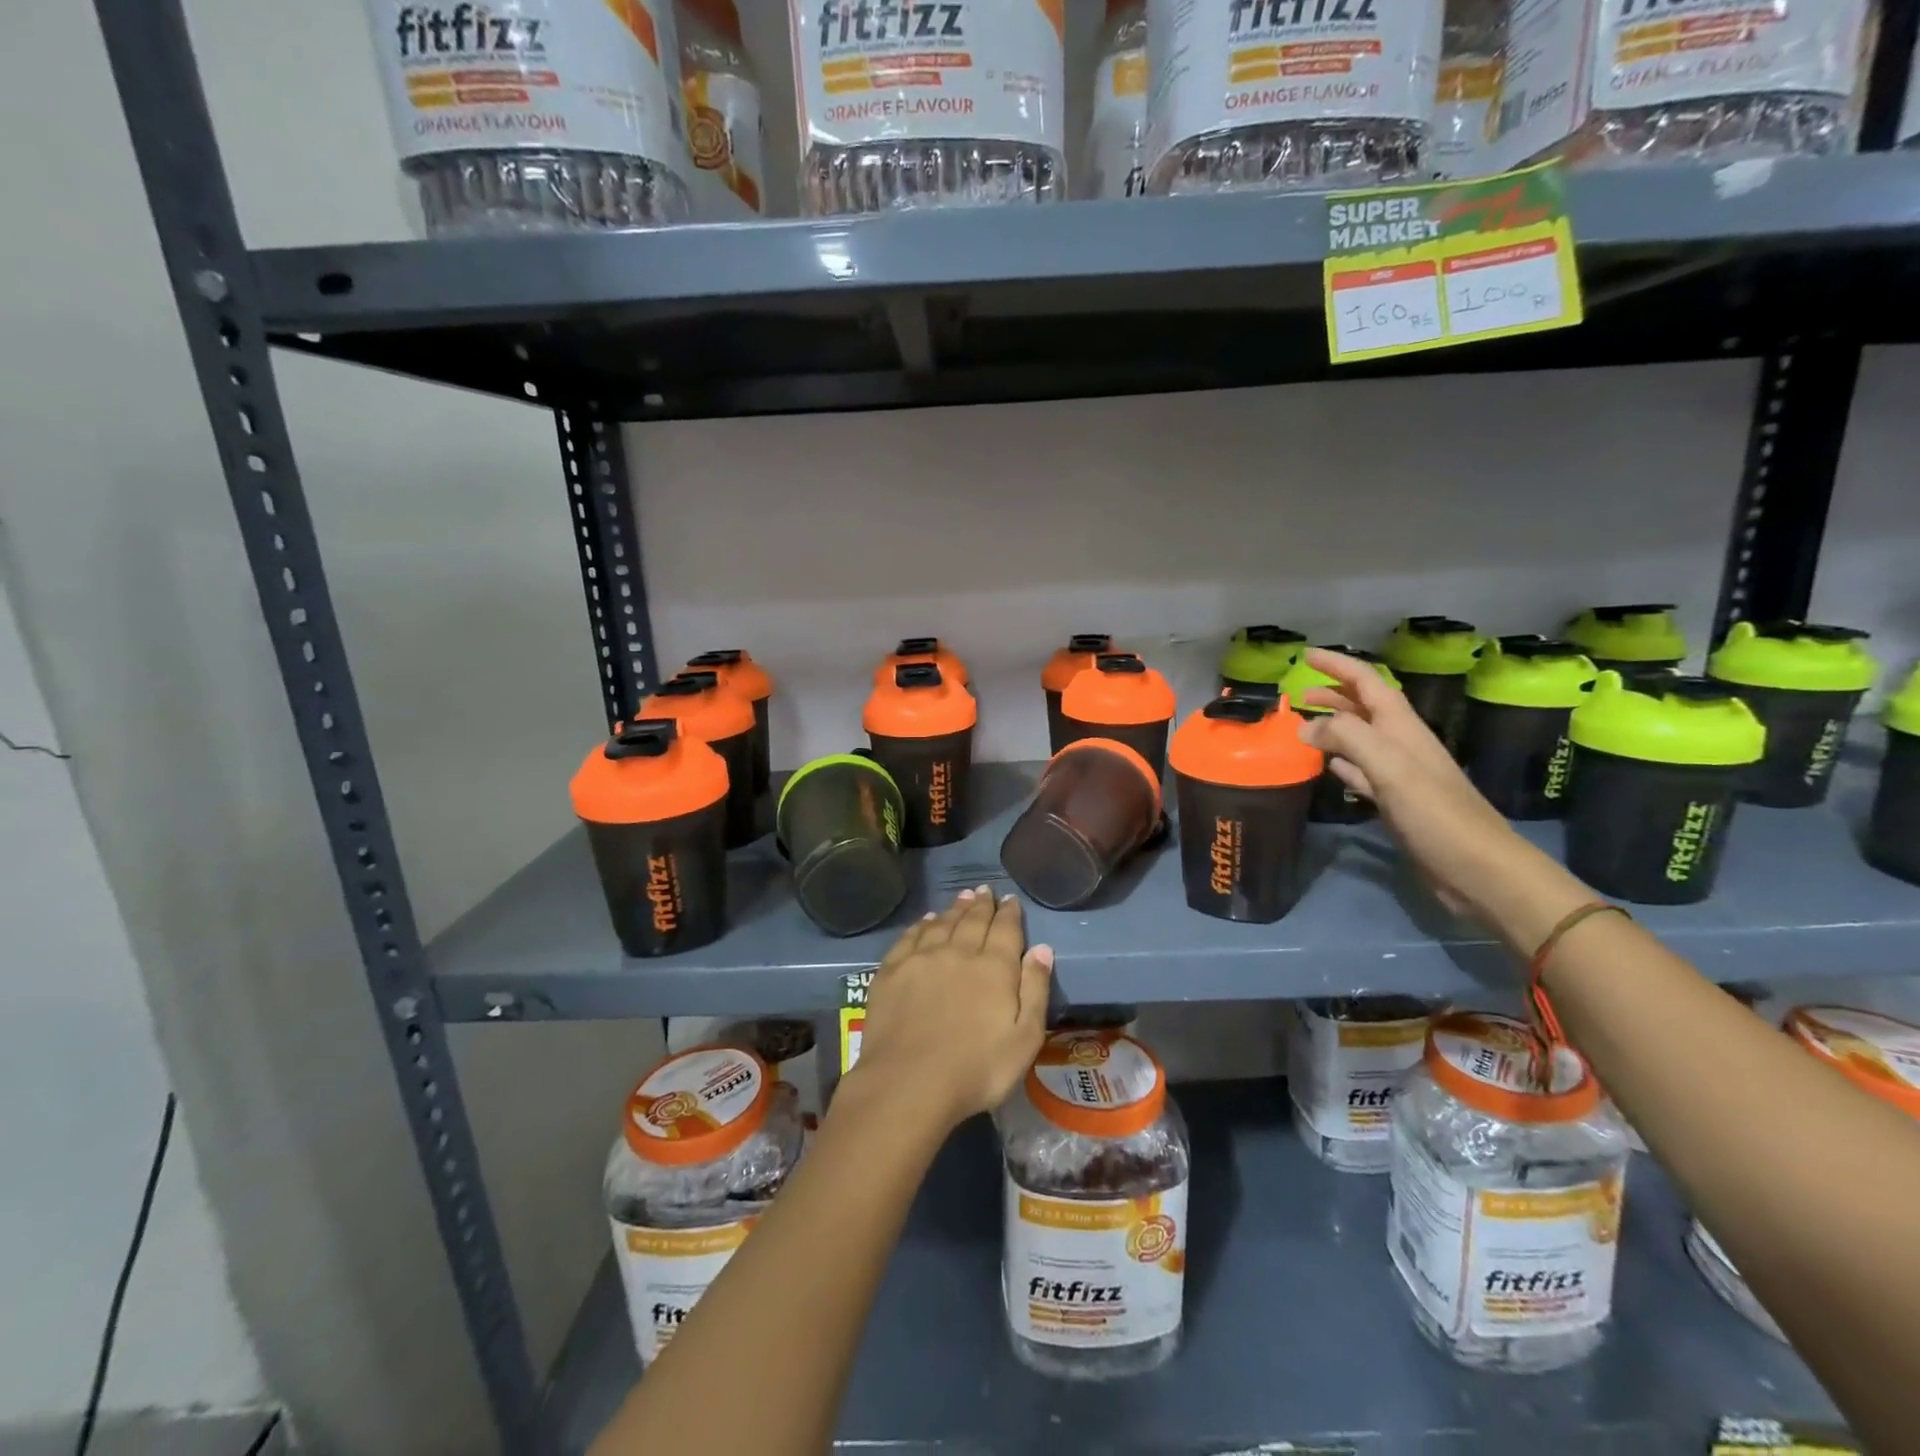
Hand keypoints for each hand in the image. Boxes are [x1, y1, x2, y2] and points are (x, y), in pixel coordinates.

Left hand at [850, 888, 1052, 1131]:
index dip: (1009, 913)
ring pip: (941, 923)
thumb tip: (1042, 949)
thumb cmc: (977, 1069)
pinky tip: (925, 921)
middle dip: (982, 904)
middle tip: (985, 890)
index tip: (1010, 900)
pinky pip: (909, 937)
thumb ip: (1035, 990)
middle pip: (972, 920)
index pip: (1005, 929)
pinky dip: (921, 925)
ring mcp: (921, 959)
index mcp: (994, 967)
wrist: (909, 1082)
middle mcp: (958, 952)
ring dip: (954, 909)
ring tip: (962, 897)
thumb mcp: (1024, 1039)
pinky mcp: (891, 971)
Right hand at [1293, 648, 1530, 920]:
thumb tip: (1306, 727)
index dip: (1338, 666)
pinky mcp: (1395, 802)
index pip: (1368, 683)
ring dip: (1333, 727)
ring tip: (1302, 725)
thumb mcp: (1391, 768)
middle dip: (1333, 695)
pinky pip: (1361, 772)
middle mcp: (1401, 745)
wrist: (1477, 869)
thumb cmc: (1436, 814)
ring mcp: (1399, 775)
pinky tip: (1327, 766)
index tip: (1306, 655)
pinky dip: (1341, 763)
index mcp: (1402, 729)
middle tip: (1297, 694)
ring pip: (1359, 739)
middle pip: (1364, 708)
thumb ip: (1348, 738)